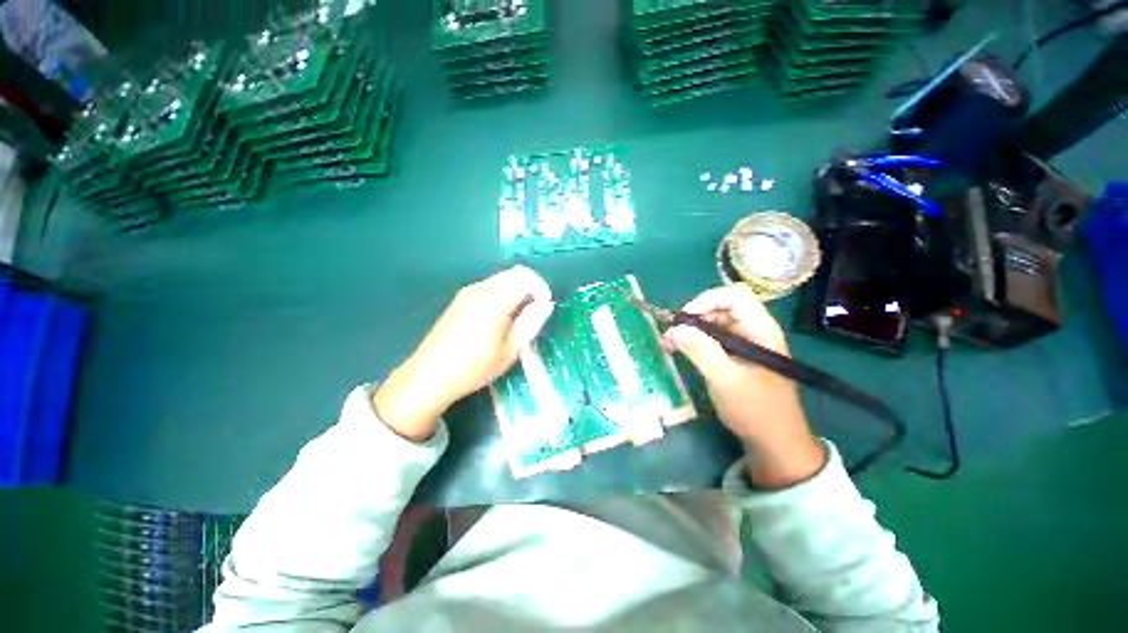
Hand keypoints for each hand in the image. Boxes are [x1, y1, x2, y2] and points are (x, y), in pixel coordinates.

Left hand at [373, 266, 553, 440]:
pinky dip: (503, 293)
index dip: (541, 288)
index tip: (544, 306)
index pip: (526, 278)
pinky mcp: (460, 298)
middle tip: (533, 313)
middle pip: (514, 274)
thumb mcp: (509, 351)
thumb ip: (530, 323)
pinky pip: (489, 286)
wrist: (429, 376)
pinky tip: (500, 317)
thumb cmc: (474, 368)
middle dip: (530, 288)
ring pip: (502, 279)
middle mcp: (480, 289)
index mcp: (493, 302)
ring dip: (516, 290)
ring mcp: (467, 292)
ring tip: (518, 318)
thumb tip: (546, 304)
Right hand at [662, 285, 824, 488]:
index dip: (707, 300)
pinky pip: (712, 339)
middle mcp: (753, 331)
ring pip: (713, 323)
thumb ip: (701, 351)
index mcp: (760, 330)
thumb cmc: (755, 409)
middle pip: (720, 308)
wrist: (774, 442)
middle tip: (670, 334)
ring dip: (690, 330)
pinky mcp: (735, 356)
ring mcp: (744, 344)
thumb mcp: (725, 379)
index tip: (684, 319)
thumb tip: (675, 329)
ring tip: (668, 343)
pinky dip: (694, 341)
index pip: (734, 296)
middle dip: (692, 317)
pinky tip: (679, 350)